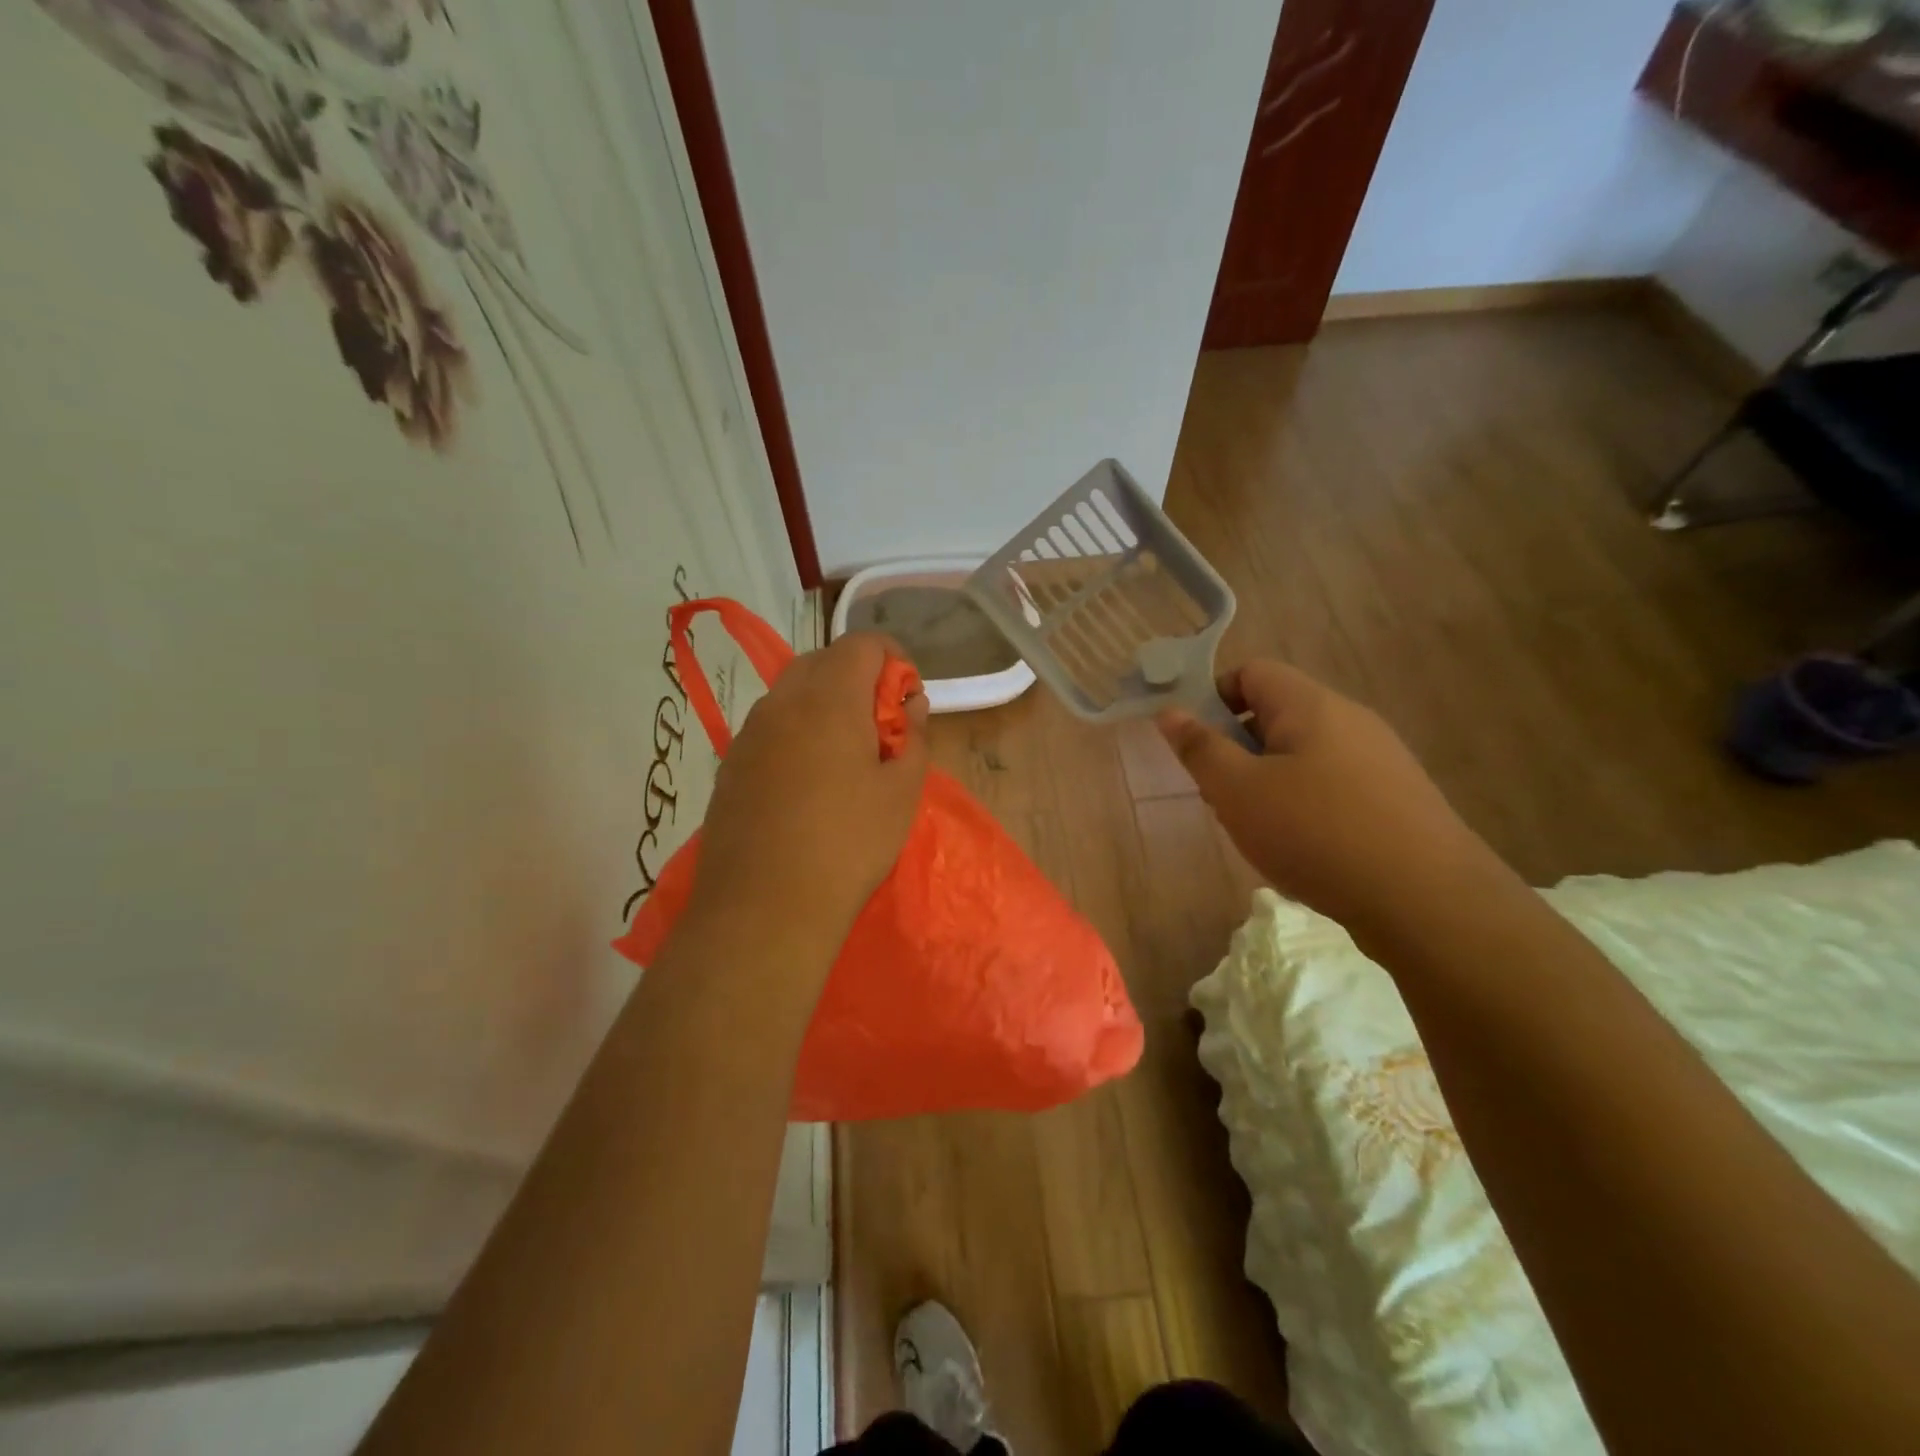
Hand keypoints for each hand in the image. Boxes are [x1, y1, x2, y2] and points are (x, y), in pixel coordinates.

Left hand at [686, 632, 929, 959]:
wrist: (764, 907)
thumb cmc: (848, 845)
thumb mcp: (902, 792)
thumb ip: (913, 738)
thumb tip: (910, 707)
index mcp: (829, 698)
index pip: (863, 644)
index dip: (894, 660)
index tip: (907, 701)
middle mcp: (782, 702)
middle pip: (823, 661)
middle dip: (859, 679)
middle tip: (881, 728)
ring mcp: (749, 733)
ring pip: (792, 693)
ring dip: (825, 705)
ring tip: (846, 758)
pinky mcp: (730, 765)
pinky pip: (770, 728)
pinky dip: (797, 732)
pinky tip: (808, 783)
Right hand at [1157, 660, 1505, 934]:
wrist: (1426, 901)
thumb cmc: (1316, 833)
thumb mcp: (1238, 791)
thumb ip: (1200, 748)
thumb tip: (1170, 711)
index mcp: (1311, 705)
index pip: (1252, 672)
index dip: (1214, 698)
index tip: (1196, 744)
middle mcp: (1350, 720)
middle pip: (1275, 714)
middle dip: (1237, 749)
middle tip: (1222, 796)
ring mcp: (1379, 759)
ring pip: (1301, 754)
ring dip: (1267, 782)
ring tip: (1260, 829)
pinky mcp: (1395, 798)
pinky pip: (1331, 784)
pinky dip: (1304, 805)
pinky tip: (1302, 849)